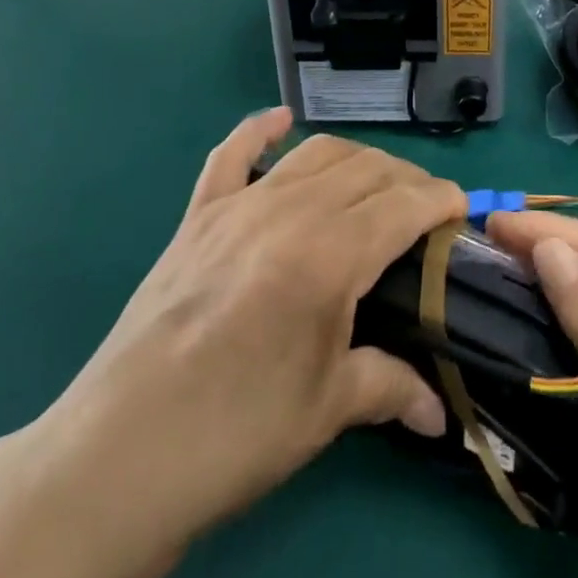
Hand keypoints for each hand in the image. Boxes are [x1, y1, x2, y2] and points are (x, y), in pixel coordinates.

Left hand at [0, 110, 465, 577]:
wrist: (117, 456)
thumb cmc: (234, 435)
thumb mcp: (325, 412)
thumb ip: (391, 388)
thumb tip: (443, 412)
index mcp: (329, 255)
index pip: (404, 203)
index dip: (440, 200)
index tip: (459, 211)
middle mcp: (289, 212)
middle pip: (367, 169)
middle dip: (406, 180)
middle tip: (422, 211)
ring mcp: (238, 207)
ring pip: (315, 154)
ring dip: (356, 159)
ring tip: (375, 184)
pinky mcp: (197, 217)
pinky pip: (230, 155)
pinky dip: (258, 130)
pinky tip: (279, 120)